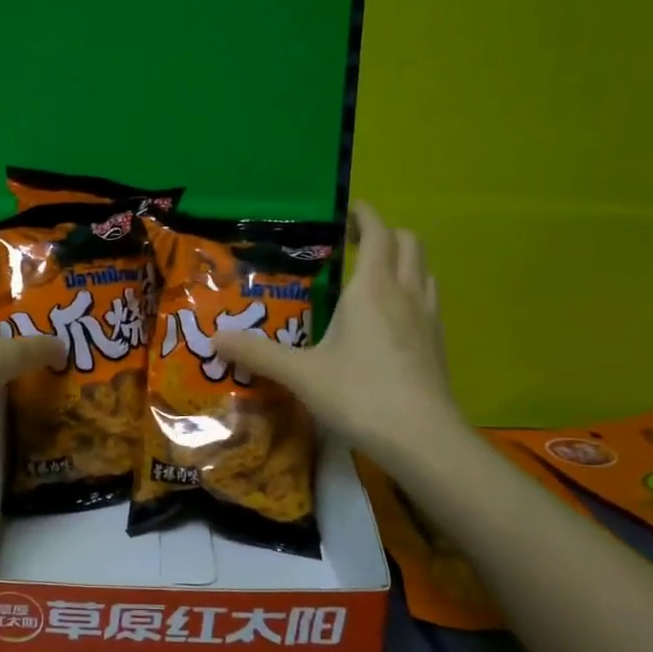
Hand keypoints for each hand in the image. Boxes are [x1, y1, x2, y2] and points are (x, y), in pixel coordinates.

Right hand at [212, 201, 459, 452]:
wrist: (422, 438)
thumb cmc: (359, 395)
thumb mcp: (300, 374)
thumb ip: (257, 353)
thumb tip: (214, 337)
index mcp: (372, 288)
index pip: (377, 231)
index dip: (363, 215)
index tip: (344, 212)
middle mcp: (405, 293)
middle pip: (408, 242)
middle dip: (383, 234)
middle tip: (351, 245)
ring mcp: (428, 318)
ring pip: (423, 270)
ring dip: (401, 262)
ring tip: (371, 278)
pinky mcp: (438, 343)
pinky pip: (428, 299)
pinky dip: (411, 292)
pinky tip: (390, 320)